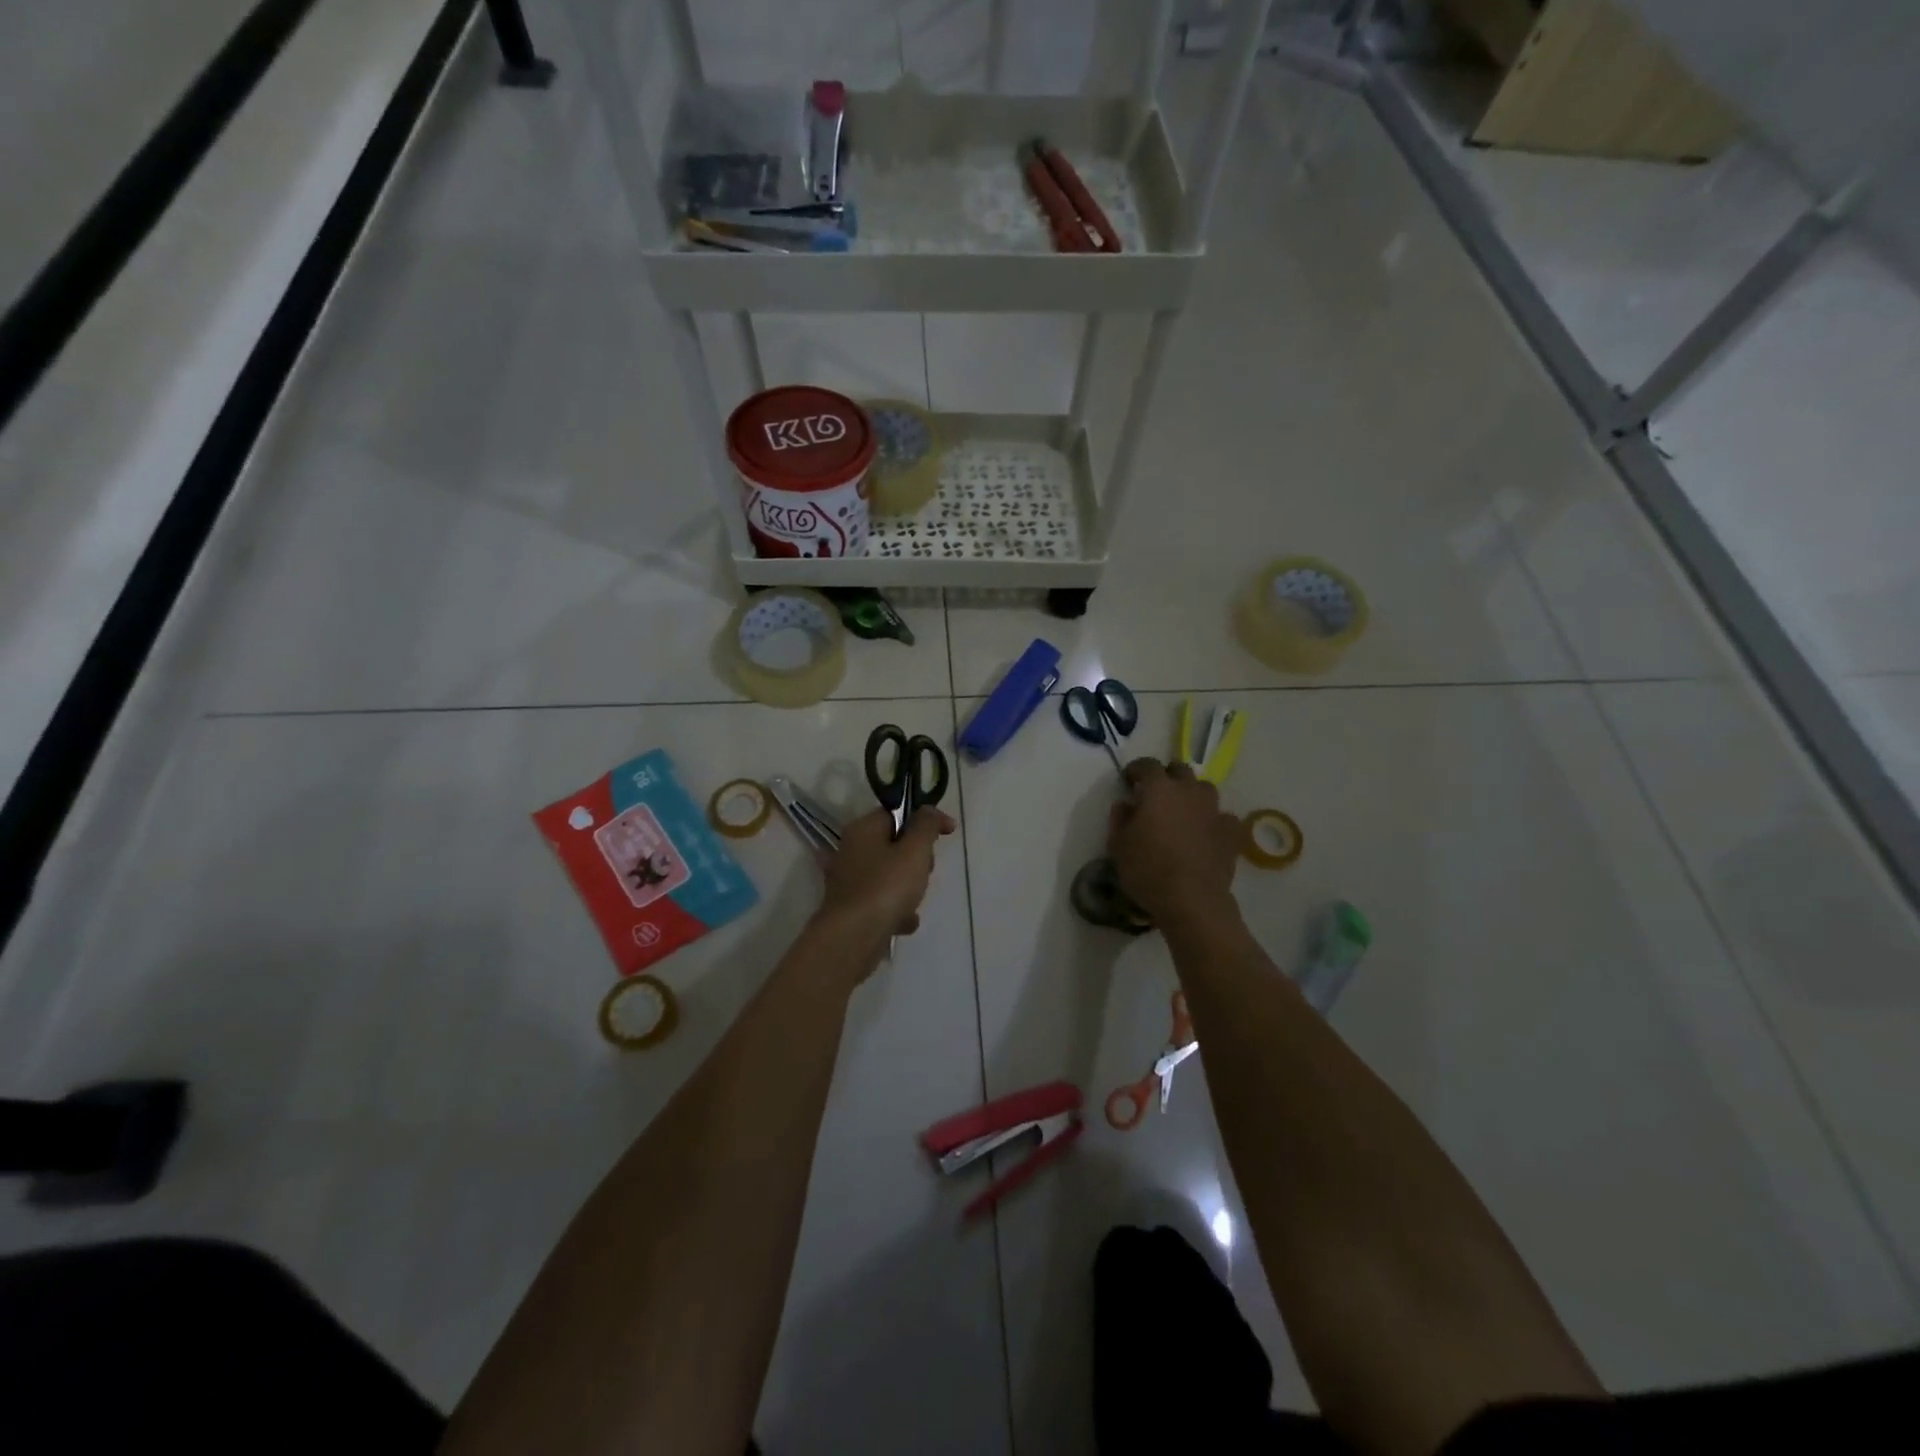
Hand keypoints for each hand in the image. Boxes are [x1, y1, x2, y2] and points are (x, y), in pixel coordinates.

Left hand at [816, 806, 955, 948]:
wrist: (853, 938)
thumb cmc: (886, 887)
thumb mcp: (914, 850)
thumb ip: (926, 826)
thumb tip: (930, 811)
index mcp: (863, 829)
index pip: (898, 813)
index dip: (925, 820)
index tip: (948, 832)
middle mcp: (852, 850)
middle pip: (896, 845)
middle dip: (917, 860)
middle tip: (924, 872)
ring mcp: (850, 881)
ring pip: (892, 875)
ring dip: (909, 889)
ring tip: (912, 902)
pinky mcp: (852, 908)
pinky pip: (883, 901)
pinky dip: (896, 911)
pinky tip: (903, 922)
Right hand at [1107, 759, 1242, 928]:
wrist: (1191, 900)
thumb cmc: (1147, 869)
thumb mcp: (1118, 845)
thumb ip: (1119, 818)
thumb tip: (1125, 804)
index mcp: (1159, 789)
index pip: (1147, 765)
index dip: (1136, 769)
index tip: (1128, 780)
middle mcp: (1189, 792)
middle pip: (1180, 769)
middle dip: (1167, 776)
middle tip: (1156, 793)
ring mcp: (1214, 811)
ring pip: (1204, 789)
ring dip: (1192, 795)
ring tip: (1182, 812)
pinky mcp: (1231, 833)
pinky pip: (1222, 817)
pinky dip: (1213, 821)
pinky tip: (1206, 834)